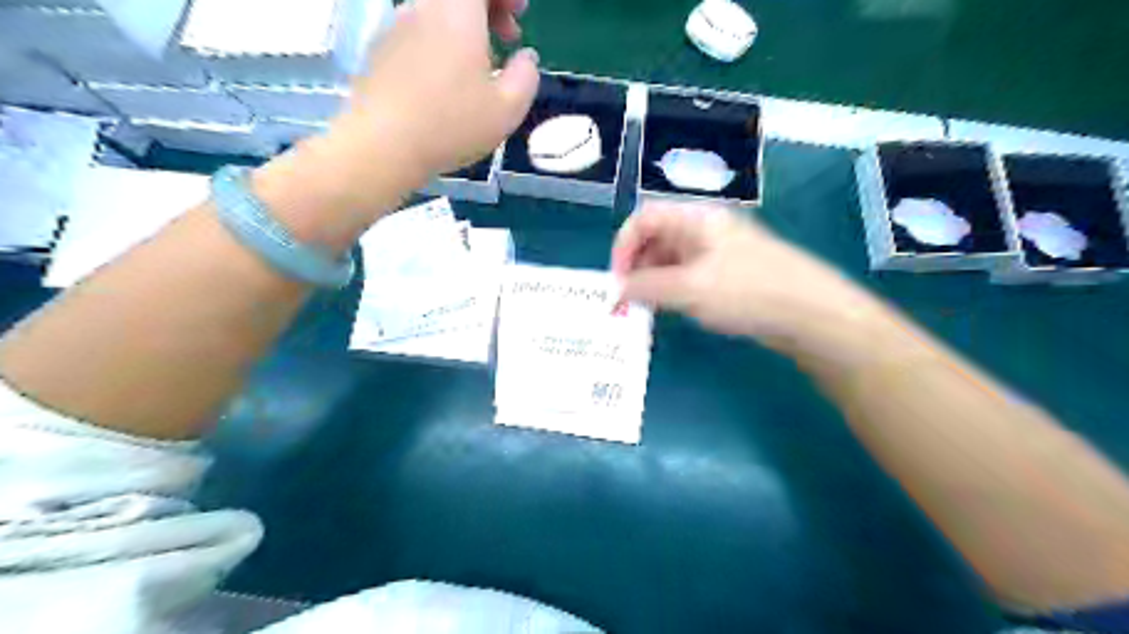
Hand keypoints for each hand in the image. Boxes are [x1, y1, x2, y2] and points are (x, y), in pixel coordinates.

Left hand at [329, 1, 539, 184]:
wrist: (383, 145)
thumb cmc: (452, 124)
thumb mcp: (507, 109)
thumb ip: (526, 76)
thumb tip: (526, 58)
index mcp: (457, 10)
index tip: (520, 17)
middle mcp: (423, 7)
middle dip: (489, 7)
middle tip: (508, 37)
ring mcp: (396, 28)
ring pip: (438, 12)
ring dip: (465, 29)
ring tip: (479, 68)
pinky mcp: (380, 52)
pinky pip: (419, 34)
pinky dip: (440, 44)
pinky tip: (447, 84)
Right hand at [613, 201, 886, 350]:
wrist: (811, 314)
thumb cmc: (748, 292)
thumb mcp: (690, 289)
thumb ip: (647, 288)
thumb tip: (617, 291)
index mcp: (697, 219)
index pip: (644, 219)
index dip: (623, 246)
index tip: (617, 281)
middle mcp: (705, 229)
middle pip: (656, 239)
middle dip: (636, 267)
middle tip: (628, 301)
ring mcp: (719, 252)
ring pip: (672, 260)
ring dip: (653, 281)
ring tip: (646, 310)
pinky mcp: (729, 275)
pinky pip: (689, 276)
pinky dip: (673, 290)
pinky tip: (673, 311)